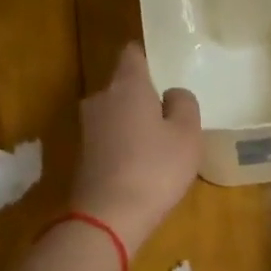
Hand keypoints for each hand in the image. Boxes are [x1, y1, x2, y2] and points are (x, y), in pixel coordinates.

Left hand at [71, 43, 202, 252]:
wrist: (109, 216)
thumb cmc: (156, 169)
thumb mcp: (187, 135)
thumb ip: (184, 105)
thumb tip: (172, 95)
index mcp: (127, 85)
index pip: (133, 54)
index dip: (148, 59)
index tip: (164, 71)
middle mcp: (101, 99)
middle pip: (123, 87)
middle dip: (143, 98)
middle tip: (170, 119)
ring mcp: (87, 128)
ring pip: (116, 115)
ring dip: (133, 125)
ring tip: (158, 148)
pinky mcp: (83, 156)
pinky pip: (109, 141)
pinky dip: (124, 148)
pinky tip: (141, 169)